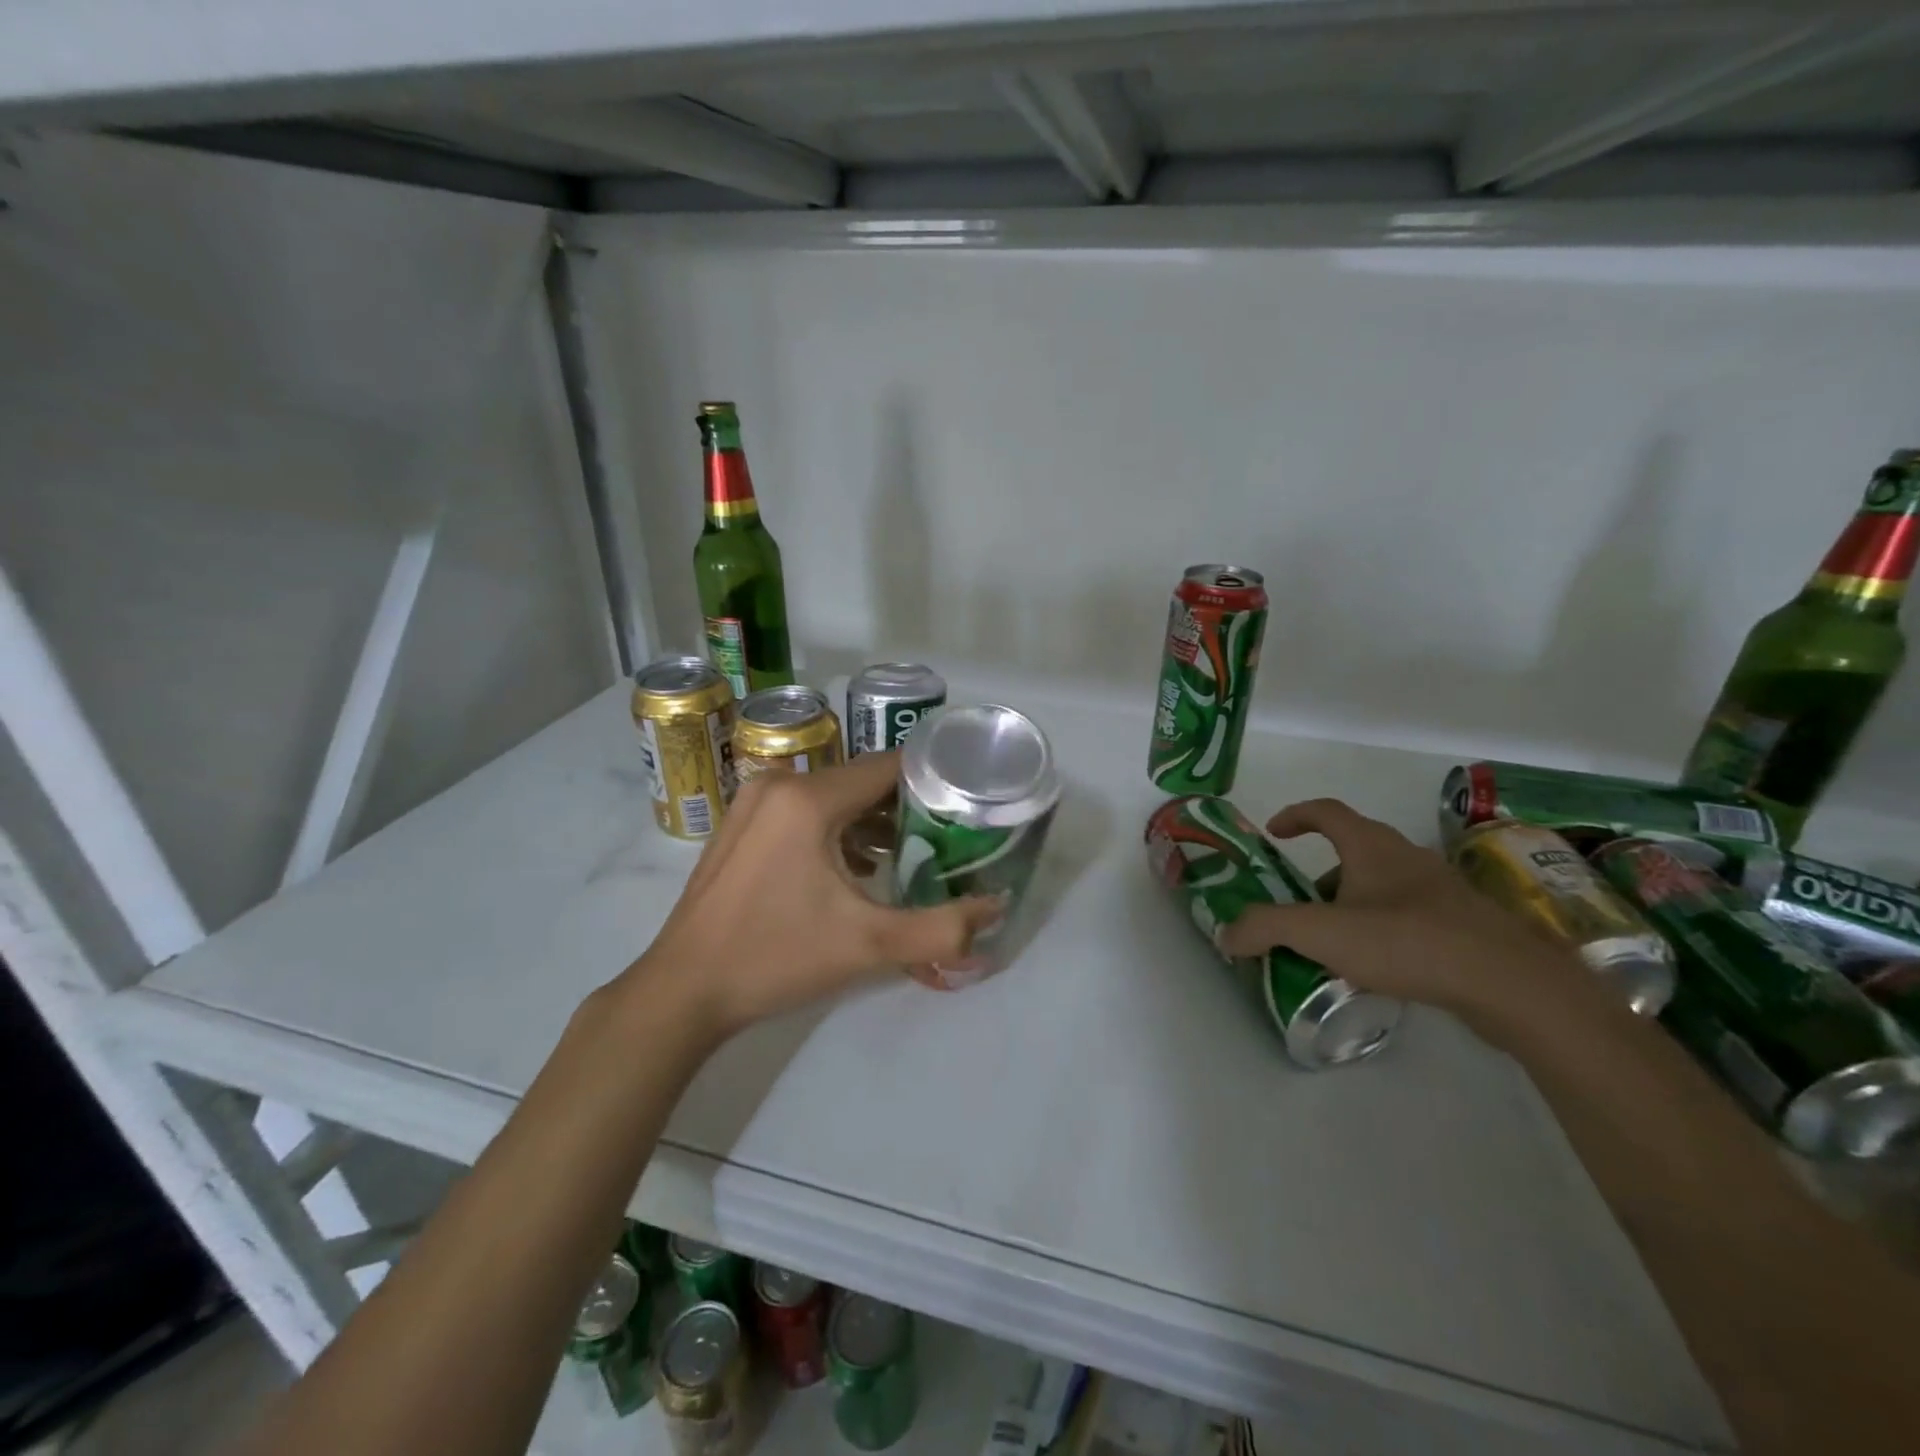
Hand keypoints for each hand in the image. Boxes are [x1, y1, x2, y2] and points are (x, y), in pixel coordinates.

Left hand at [626, 751, 1000, 1033]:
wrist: (683, 991)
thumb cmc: (776, 958)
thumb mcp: (869, 946)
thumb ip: (942, 928)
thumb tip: (998, 908)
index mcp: (808, 798)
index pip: (890, 766)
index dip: (935, 781)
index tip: (969, 805)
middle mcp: (778, 784)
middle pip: (863, 779)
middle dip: (907, 806)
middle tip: (947, 838)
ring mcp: (753, 802)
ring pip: (834, 795)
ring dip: (872, 820)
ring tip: (910, 855)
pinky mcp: (743, 824)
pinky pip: (805, 810)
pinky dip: (838, 828)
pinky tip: (858, 868)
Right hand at [1218, 798, 1586, 1022]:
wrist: (1510, 984)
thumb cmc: (1407, 941)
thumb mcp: (1321, 933)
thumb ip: (1266, 928)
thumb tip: (1226, 934)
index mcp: (1371, 846)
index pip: (1326, 811)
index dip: (1295, 815)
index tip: (1273, 833)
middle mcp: (1406, 857)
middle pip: (1354, 850)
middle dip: (1320, 874)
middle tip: (1300, 905)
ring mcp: (1441, 890)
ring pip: (1383, 884)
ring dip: (1352, 903)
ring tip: (1335, 943)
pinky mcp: (1464, 924)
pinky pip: (1409, 914)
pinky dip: (1383, 927)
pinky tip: (1379, 965)